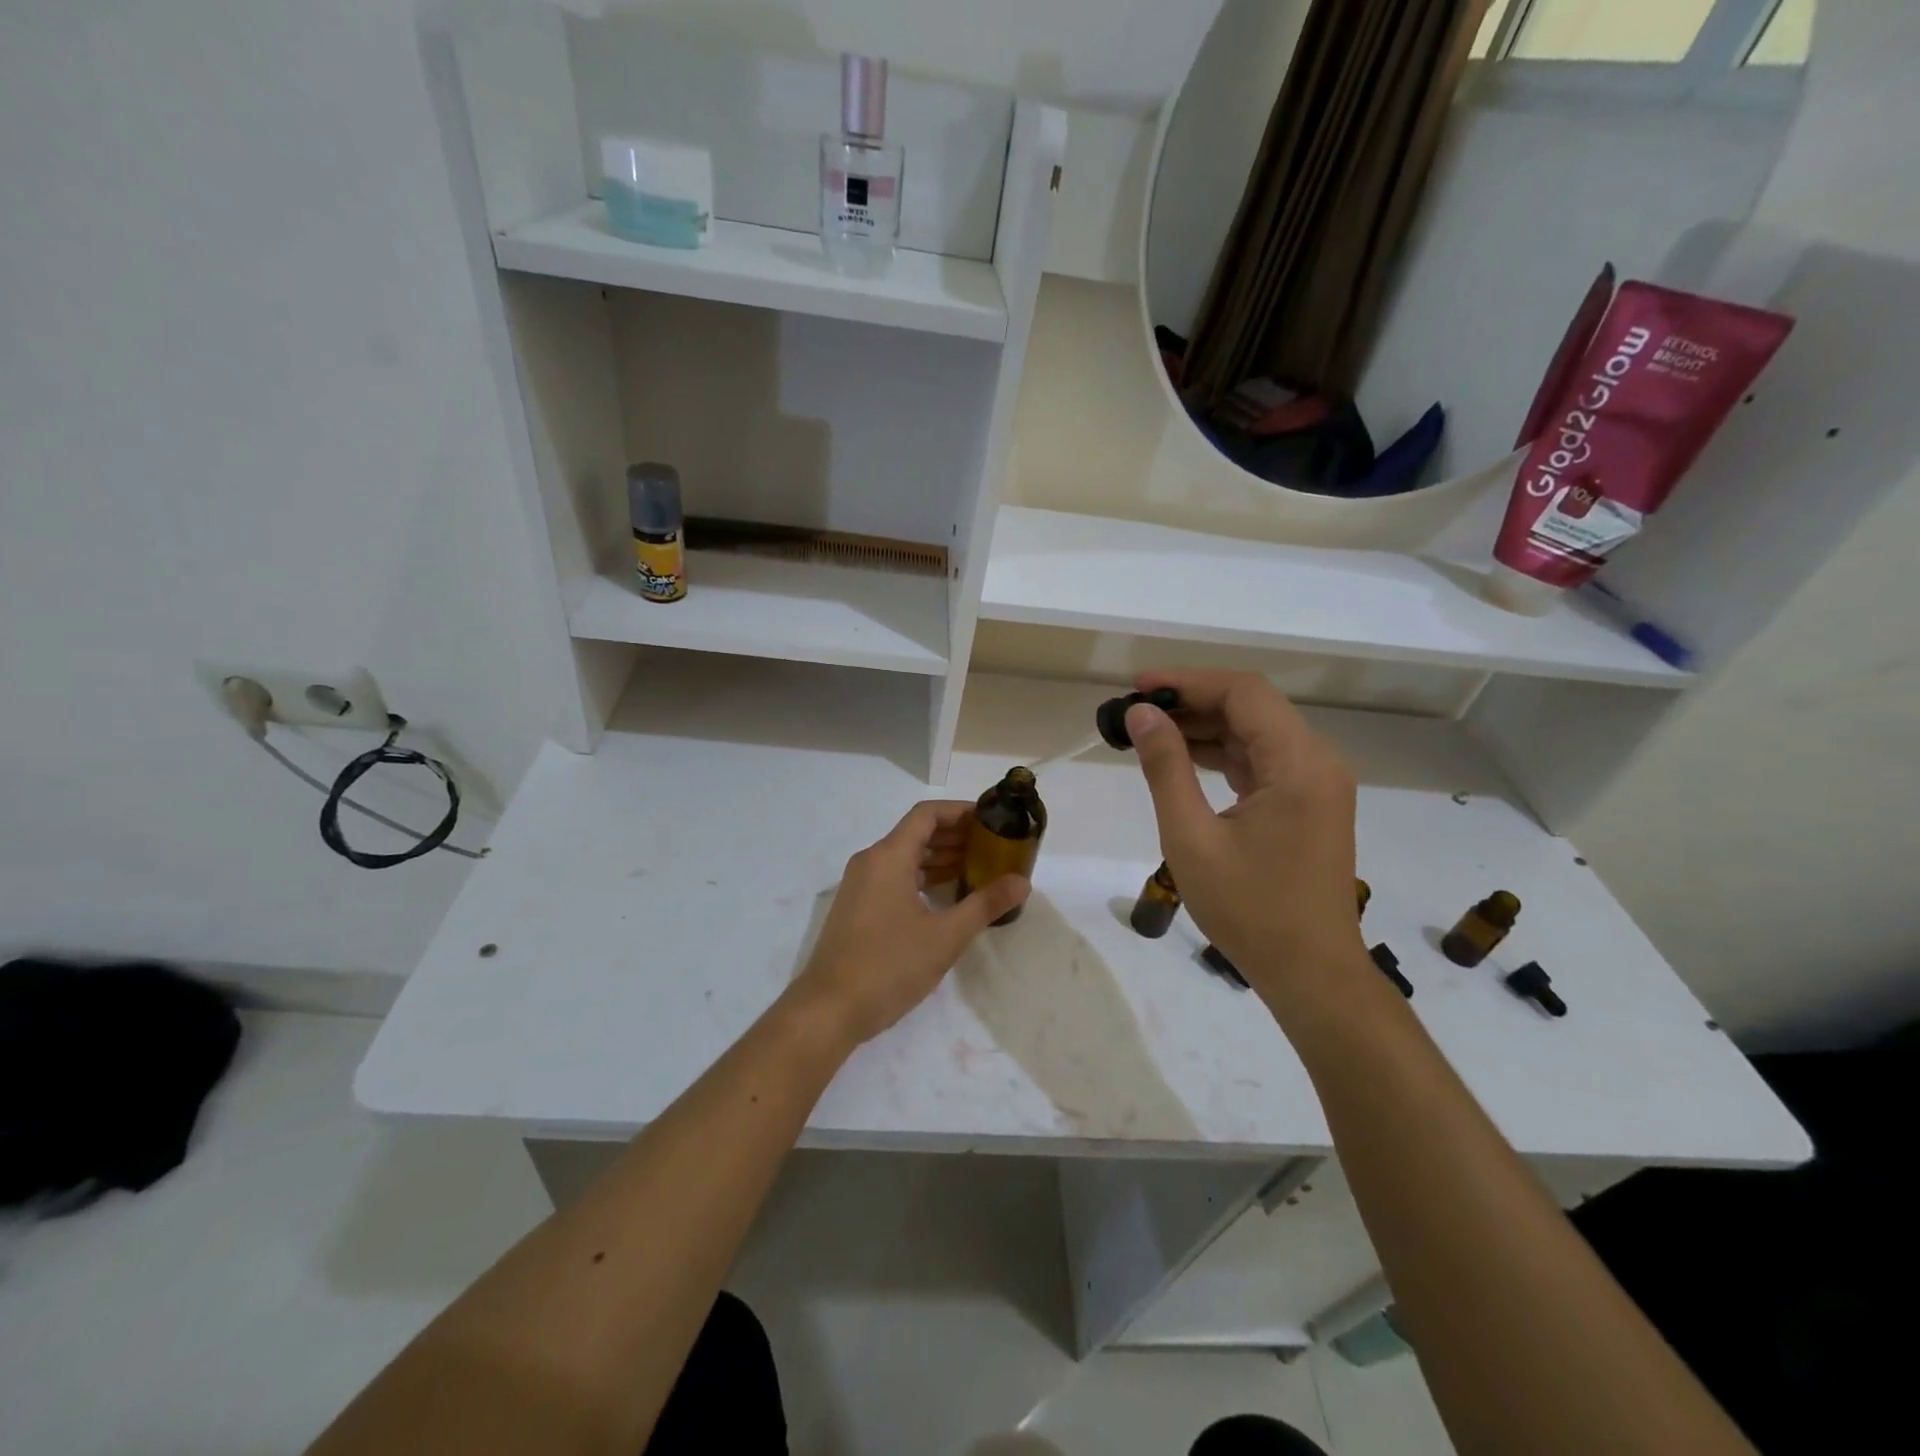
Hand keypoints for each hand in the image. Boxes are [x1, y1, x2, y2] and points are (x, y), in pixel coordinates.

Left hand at [788, 801, 1029, 1046]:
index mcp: (888, 857)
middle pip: (916, 833)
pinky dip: (922, 877)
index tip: (991, 819)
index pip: (927, 815)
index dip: (960, 811)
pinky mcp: (857, 907)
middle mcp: (871, 862)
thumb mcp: (945, 937)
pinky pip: (894, 877)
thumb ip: (985, 904)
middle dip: (955, 835)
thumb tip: (1022, 882)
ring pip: (905, 857)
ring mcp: (860, 885)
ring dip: (940, 858)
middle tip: (993, 846)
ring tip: (978, 868)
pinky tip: (947, 896)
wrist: (829, 1009)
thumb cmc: (889, 966)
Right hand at [1126, 670, 1367, 1006]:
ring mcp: (1316, 783)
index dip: (1187, 681)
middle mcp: (1317, 761)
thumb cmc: (1249, 910)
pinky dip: (1222, 754)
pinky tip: (1183, 759)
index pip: (1243, 693)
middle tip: (1135, 713)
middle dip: (1192, 702)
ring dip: (1204, 727)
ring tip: (1148, 733)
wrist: (1311, 973)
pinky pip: (1263, 760)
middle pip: (1252, 707)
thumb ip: (1166, 767)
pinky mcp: (1308, 803)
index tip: (1137, 689)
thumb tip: (1141, 714)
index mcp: (1298, 763)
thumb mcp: (1192, 837)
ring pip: (1256, 732)